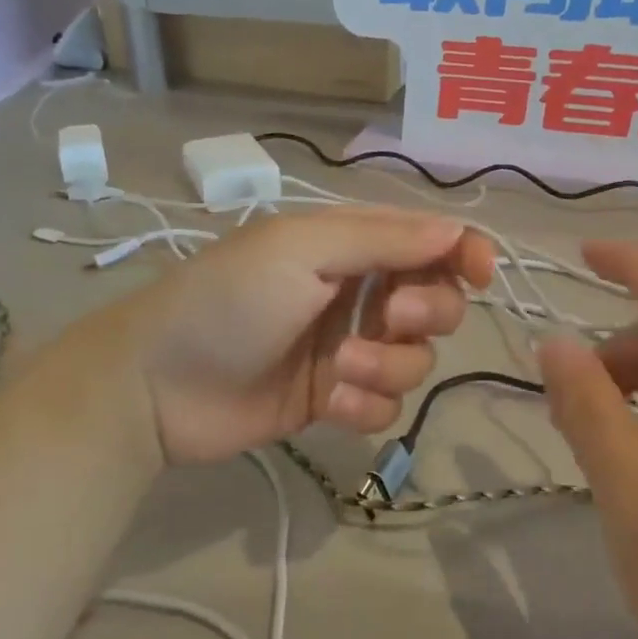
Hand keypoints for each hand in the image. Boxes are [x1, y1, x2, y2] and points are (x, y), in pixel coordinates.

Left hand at [97, 206, 494, 465]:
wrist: (156, 385)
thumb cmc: (228, 298)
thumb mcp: (300, 250)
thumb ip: (382, 240)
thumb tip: (457, 232)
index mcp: (349, 244)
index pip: (428, 241)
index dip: (464, 252)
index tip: (482, 273)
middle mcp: (357, 292)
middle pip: (435, 300)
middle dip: (425, 311)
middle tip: (388, 317)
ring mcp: (347, 348)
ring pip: (414, 359)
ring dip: (387, 367)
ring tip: (339, 372)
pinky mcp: (334, 399)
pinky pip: (384, 405)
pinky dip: (365, 406)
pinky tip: (327, 406)